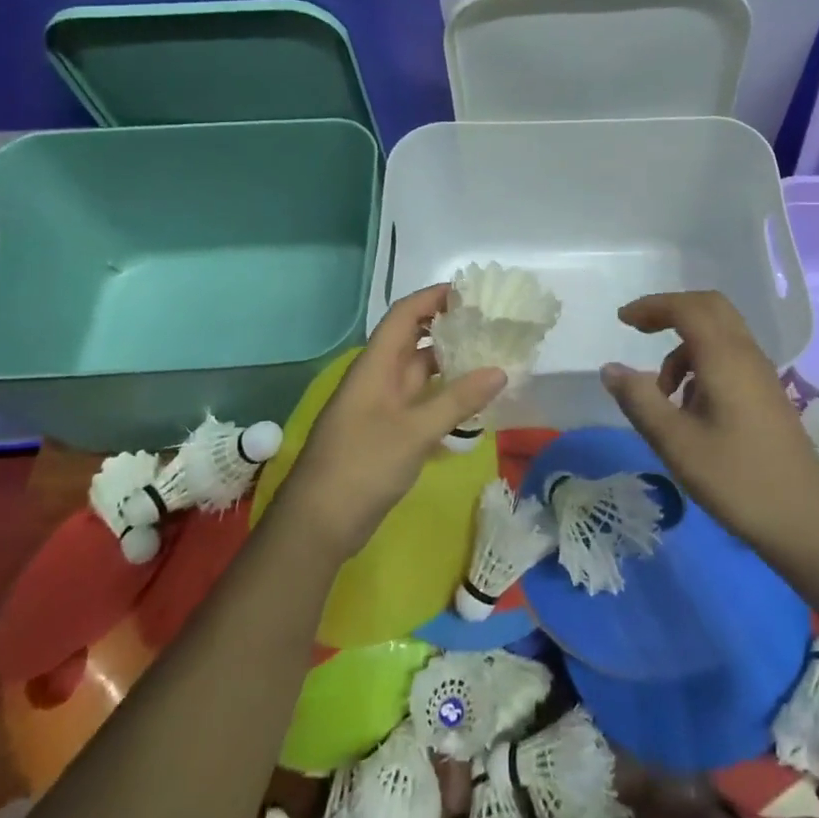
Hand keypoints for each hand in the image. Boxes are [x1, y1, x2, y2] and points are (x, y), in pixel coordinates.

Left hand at [280, 284, 505, 559]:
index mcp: (375, 366)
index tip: (471, 293)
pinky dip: (445, 396)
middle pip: (414, 340)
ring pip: (420, 373)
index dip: (433, 297)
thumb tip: (500, 370)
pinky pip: (421, 402)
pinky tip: (473, 402)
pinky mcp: (388, 432)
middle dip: (449, 328)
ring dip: (450, 364)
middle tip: (491, 325)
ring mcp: (382, 407)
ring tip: (490, 358)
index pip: (404, 315)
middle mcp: (378, 378)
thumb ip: (457, 400)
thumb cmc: (361, 466)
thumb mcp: (414, 431)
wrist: (318, 525)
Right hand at [600, 291, 818, 551]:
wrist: (805, 520)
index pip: (686, 308)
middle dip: (671, 312)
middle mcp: (746, 354)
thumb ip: (640, 400)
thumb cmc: (736, 479)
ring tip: (662, 395)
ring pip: (719, 334)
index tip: (622, 319)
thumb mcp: (676, 443)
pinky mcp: (766, 394)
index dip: (652, 306)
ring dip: (684, 348)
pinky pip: (729, 357)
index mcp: (725, 357)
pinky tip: (690, 408)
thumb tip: (610, 369)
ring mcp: (761, 374)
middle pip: (709, 308)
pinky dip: (701, 364)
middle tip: (639, 331)